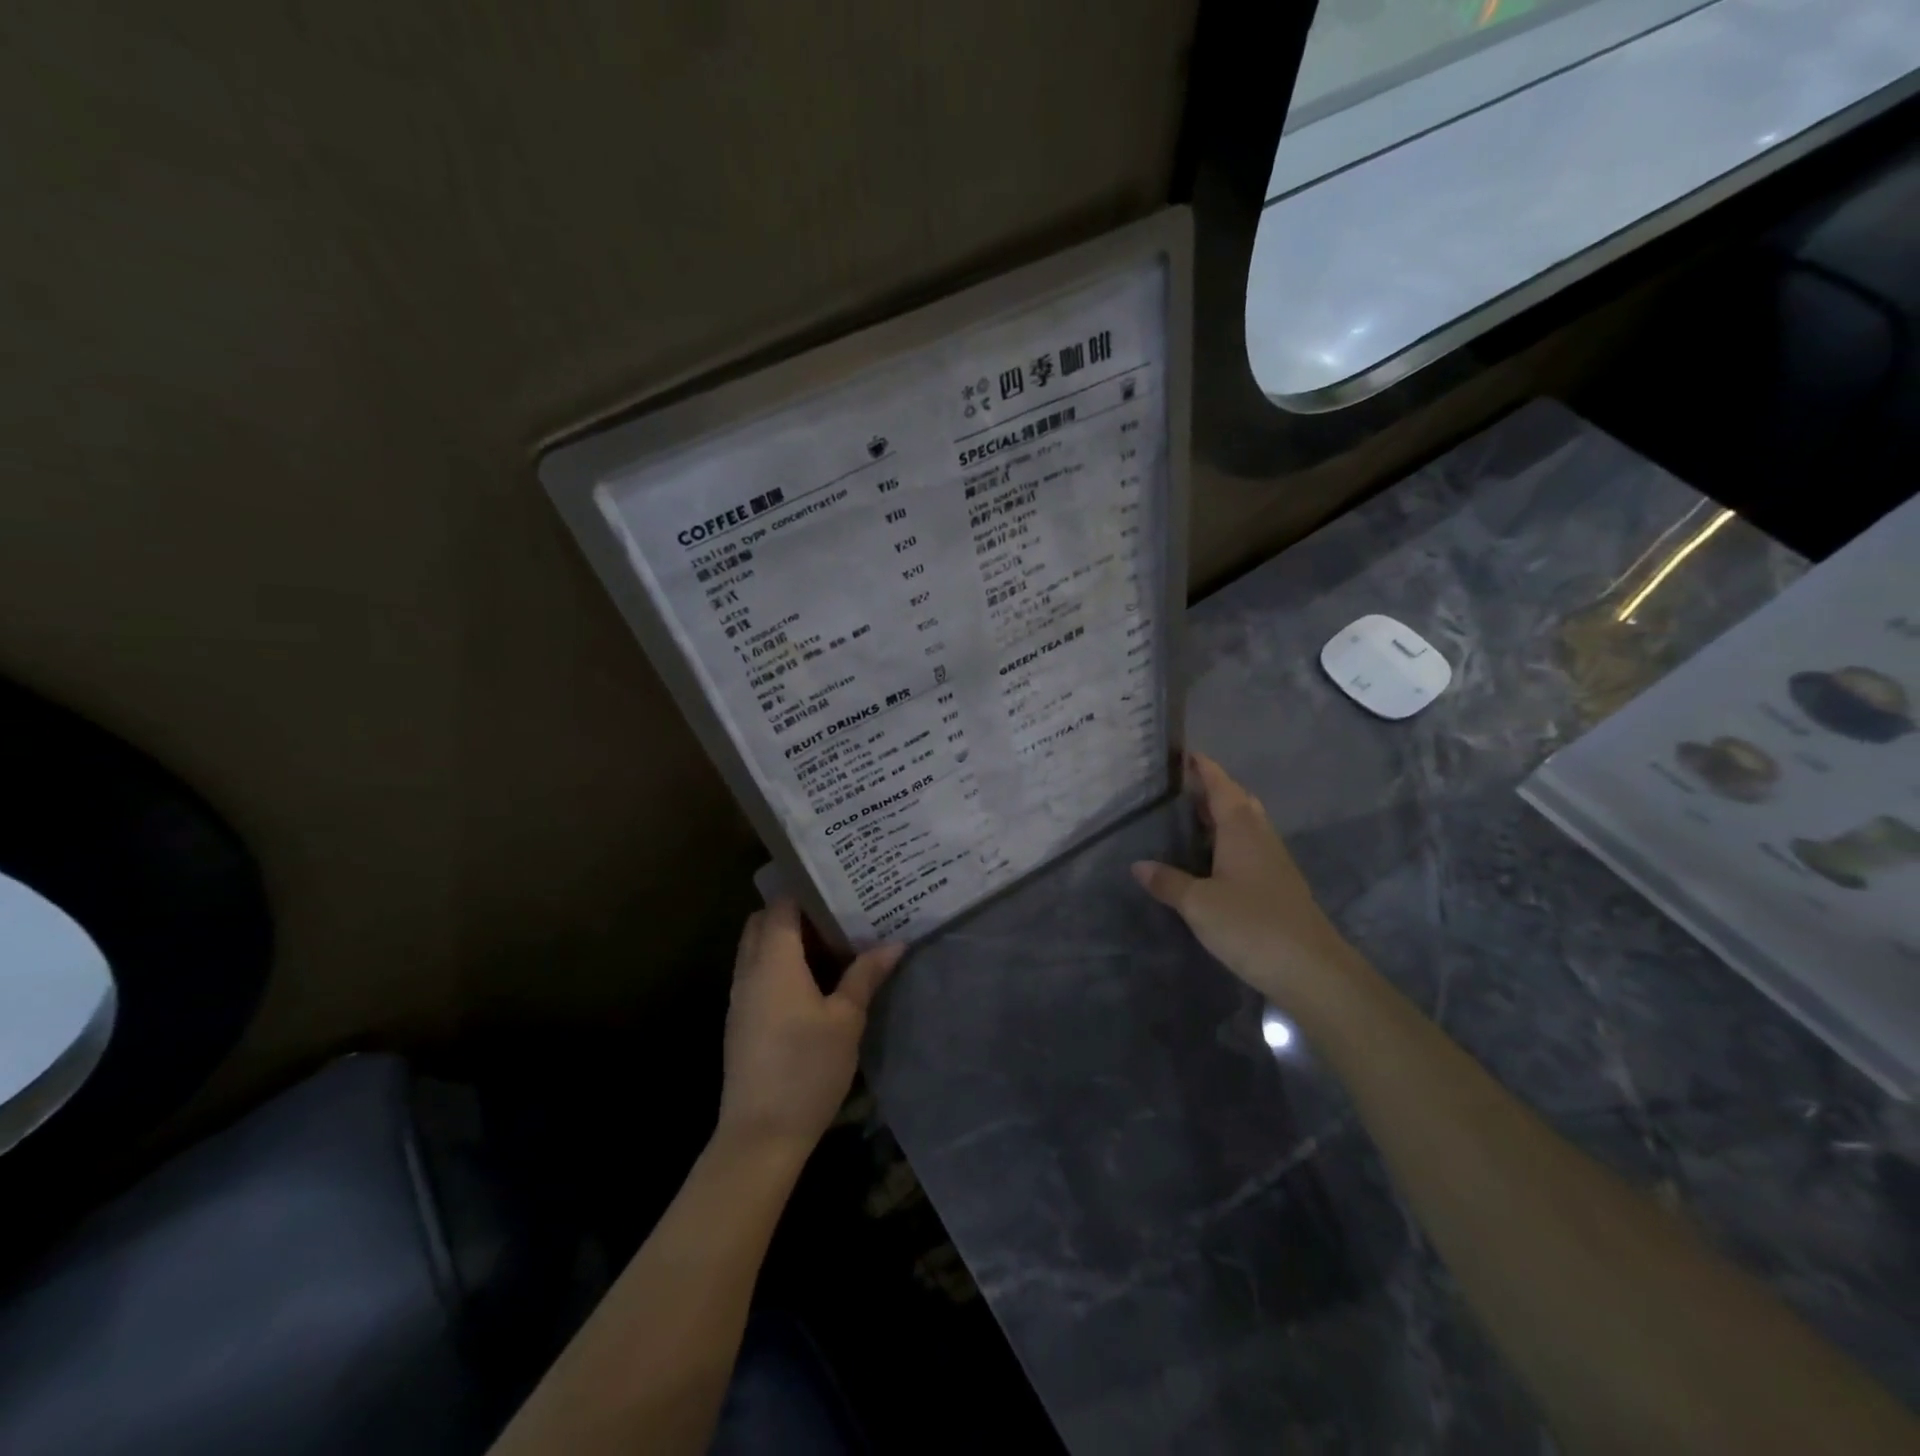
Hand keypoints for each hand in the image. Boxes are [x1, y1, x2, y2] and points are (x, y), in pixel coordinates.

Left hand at [716, 899, 904, 1159]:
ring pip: (756, 948)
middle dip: (795, 912)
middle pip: (763, 922)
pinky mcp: (740, 1021)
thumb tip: (894, 942)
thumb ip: (865, 976)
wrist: (760, 1135)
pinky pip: (756, 973)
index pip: (782, 906)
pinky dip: (778, 964)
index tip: (838, 886)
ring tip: (829, 943)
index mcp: (774, 961)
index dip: (806, 891)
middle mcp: (749, 971)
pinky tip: (811, 982)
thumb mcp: (846, 1020)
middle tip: (836, 914)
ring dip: (785, 940)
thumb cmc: (807, 1069)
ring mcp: (740, 997)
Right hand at [1132, 753, 1359, 1011]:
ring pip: (1246, 825)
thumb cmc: (1251, 925)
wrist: (1311, 970)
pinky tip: (1210, 859)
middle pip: (1237, 801)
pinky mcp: (1278, 885)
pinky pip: (1249, 848)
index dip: (1204, 768)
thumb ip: (1168, 882)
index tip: (1185, 753)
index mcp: (1241, 830)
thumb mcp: (1199, 904)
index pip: (1222, 786)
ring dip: (1221, 816)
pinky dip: (1228, 842)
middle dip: (1212, 789)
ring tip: (1188, 818)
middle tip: (1180, 788)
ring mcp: (1274, 861)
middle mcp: (1260, 837)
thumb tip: (1138, 865)